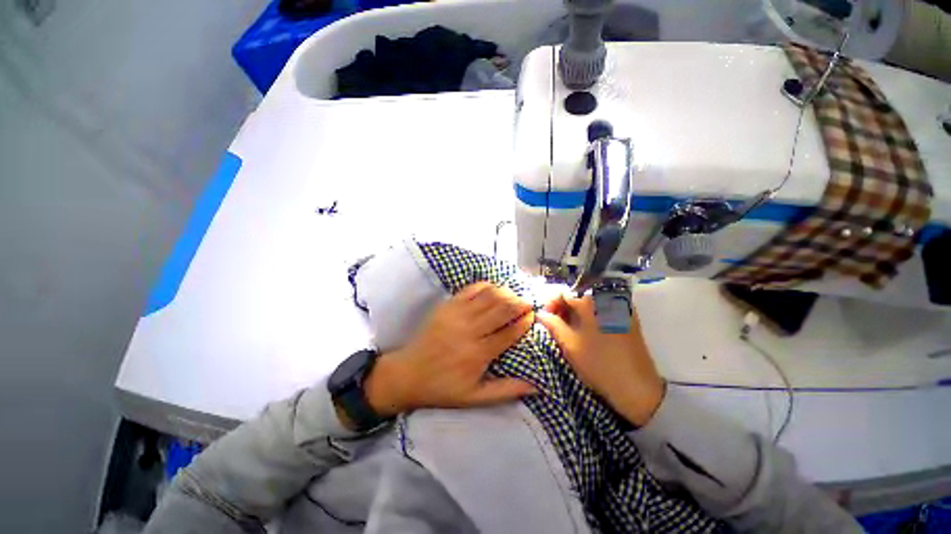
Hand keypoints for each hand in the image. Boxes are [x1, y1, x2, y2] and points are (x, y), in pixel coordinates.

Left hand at [363, 282, 536, 418]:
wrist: (408, 374)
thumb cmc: (443, 387)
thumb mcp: (475, 397)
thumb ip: (506, 391)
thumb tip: (536, 387)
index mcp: (479, 354)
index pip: (510, 332)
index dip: (525, 321)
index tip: (533, 316)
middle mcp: (470, 330)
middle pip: (502, 308)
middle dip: (520, 303)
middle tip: (528, 303)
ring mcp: (457, 314)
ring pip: (489, 295)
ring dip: (506, 292)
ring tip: (514, 295)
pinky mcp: (447, 306)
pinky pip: (471, 289)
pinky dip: (486, 286)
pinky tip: (494, 288)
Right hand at [537, 295, 664, 425]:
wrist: (637, 388)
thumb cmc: (599, 364)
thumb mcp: (569, 344)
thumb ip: (552, 324)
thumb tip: (541, 314)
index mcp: (591, 301)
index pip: (564, 292)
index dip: (551, 303)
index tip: (545, 317)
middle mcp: (607, 297)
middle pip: (578, 294)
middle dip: (563, 306)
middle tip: (554, 323)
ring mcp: (620, 306)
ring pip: (590, 301)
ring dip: (576, 309)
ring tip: (568, 326)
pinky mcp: (628, 316)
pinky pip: (603, 307)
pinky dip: (590, 313)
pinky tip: (585, 327)